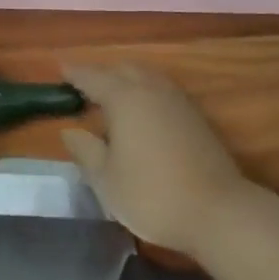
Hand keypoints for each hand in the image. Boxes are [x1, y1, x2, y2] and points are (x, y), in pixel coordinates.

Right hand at [59, 63, 249, 257]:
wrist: (218, 210)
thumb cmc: (152, 195)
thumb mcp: (107, 180)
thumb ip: (85, 151)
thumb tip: (70, 130)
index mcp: (124, 97)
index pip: (92, 76)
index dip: (74, 73)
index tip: (60, 69)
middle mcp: (150, 88)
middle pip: (121, 69)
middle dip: (101, 74)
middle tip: (84, 88)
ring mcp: (176, 99)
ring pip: (145, 75)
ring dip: (126, 79)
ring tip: (112, 98)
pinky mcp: (194, 114)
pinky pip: (161, 88)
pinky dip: (145, 90)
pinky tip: (142, 112)